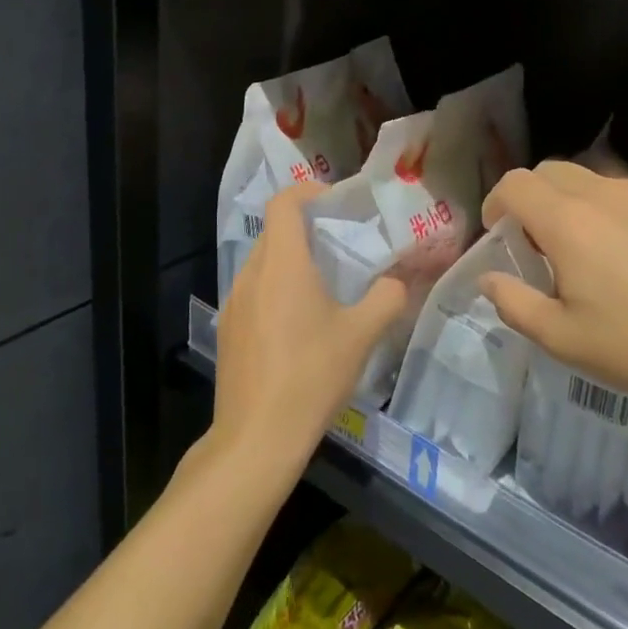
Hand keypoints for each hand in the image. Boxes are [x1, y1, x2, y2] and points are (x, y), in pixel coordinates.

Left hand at [212, 181, 406, 471]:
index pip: (284, 203)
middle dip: (305, 228)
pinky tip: (298, 325)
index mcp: (281, 263)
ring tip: (323, 284)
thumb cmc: (311, 375)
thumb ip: (386, 298)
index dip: (308, 191)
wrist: (257, 437)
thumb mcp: (361, 335)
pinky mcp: (229, 330)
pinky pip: (253, 291)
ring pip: (262, 263)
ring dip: (290, 261)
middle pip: (274, 231)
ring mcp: (234, 303)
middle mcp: (251, 273)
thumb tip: (398, 282)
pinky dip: (276, 289)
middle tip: (340, 243)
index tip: (336, 203)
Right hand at [479, 162, 627, 429]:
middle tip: (539, 243)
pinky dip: (617, 213)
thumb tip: (489, 280)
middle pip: (551, 171)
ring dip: (575, 204)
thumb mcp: (564, 340)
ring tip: (591, 252)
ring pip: (595, 180)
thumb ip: (515, 304)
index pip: (515, 184)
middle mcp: (605, 193)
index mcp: (567, 220)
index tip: (499, 235)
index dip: (496, 203)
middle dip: (532, 198)